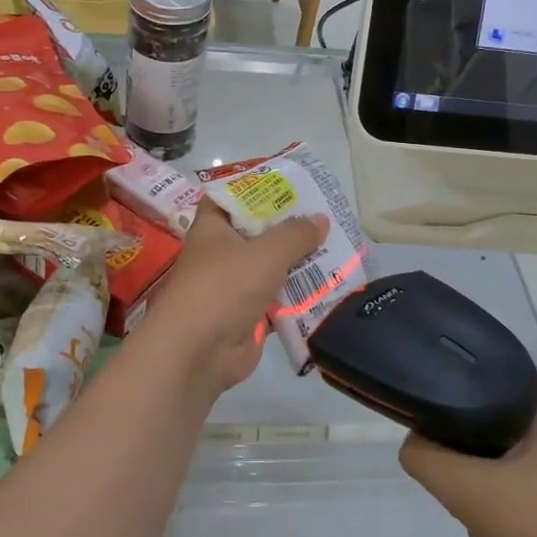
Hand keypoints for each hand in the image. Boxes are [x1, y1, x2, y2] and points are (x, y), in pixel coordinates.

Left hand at [145, 202, 325, 396]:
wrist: (197, 352)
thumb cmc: (224, 287)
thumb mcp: (265, 252)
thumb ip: (295, 234)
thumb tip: (320, 219)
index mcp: (214, 228)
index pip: (231, 198)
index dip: (256, 188)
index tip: (289, 184)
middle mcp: (222, 255)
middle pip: (258, 234)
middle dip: (290, 228)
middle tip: (327, 217)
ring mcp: (235, 288)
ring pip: (272, 269)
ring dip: (300, 263)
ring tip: (339, 249)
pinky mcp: (248, 317)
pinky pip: (279, 301)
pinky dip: (300, 297)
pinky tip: (330, 287)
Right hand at [400, 377, 536, 536]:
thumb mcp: (471, 493)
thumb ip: (427, 458)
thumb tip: (414, 444)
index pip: (490, 369)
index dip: (451, 387)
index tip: (425, 418)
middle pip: (496, 413)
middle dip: (465, 443)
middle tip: (446, 471)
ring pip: (509, 451)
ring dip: (483, 476)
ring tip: (470, 508)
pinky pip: (528, 479)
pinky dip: (505, 498)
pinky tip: (494, 530)